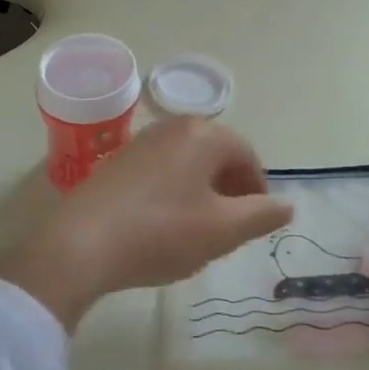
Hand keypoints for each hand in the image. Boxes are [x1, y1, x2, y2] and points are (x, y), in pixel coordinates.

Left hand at [0, 117, 293, 330]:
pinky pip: (162, 169)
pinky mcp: (119, 159)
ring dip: (203, 191)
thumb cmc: (160, 233)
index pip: (246, 155)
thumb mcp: (221, 231)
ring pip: (189, 162)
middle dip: (230, 189)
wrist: (81, 243)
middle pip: (217, 153)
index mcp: (203, 135)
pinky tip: (164, 225)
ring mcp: (142, 140)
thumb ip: (260, 215)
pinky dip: (175, 191)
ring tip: (199, 230)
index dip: (258, 189)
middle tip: (231, 228)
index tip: (256, 222)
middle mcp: (173, 126)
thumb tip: (287, 205)